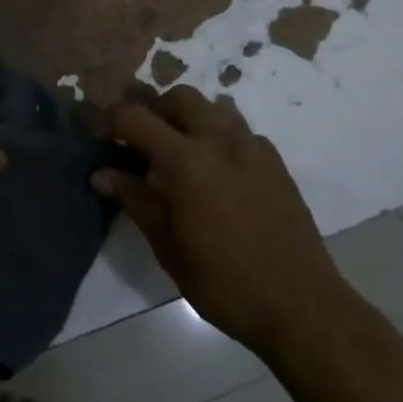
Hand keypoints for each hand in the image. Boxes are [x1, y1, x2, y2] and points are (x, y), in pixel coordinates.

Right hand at [92, 87, 348, 356]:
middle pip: (177, 97)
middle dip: (153, 109)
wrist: (301, 305)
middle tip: (141, 142)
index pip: (135, 116)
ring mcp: (251, 146)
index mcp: (185, 160)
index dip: (111, 120)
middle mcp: (218, 139)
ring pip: (212, 106)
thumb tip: (101, 174)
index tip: (101, 139)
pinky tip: (217, 168)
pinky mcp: (274, 160)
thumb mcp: (168, 246)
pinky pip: (239, 128)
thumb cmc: (224, 281)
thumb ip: (135, 200)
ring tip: (179, 150)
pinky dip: (218, 134)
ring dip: (188, 116)